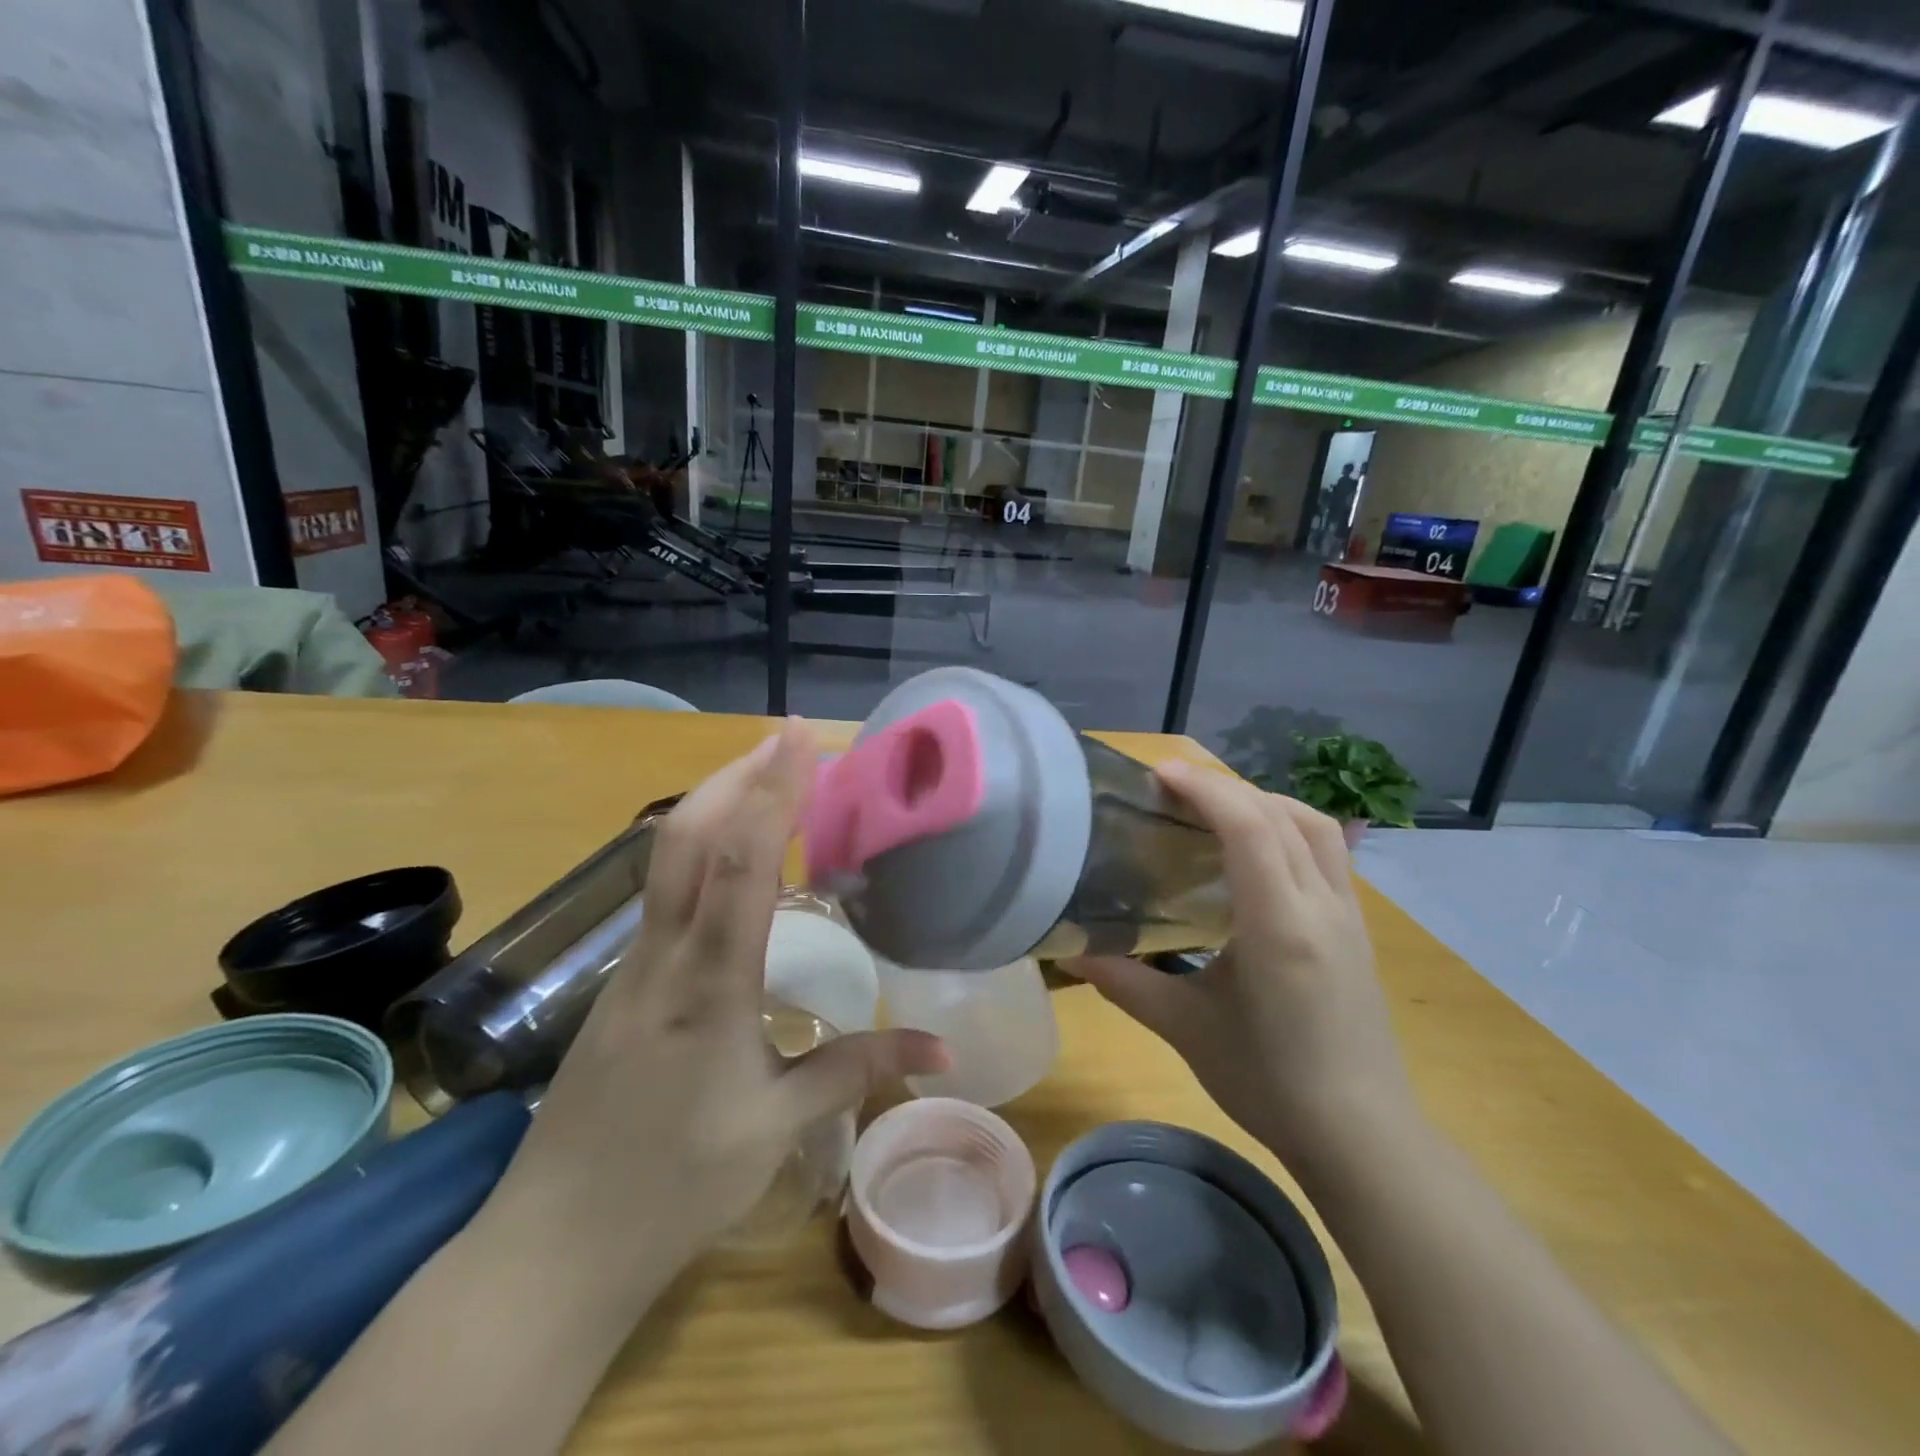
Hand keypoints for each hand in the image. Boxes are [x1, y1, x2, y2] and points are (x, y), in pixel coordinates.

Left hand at [486, 720, 948, 1308]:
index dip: (774, 792)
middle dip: (739, 775)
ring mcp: (631, 965)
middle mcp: (662, 957)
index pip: (741, 864)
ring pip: (665, 857)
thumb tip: (943, 1046)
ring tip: (766, 776)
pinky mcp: (621, 981)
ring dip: (715, 801)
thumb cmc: (675, 1185)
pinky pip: (662, 890)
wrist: (555, 1244)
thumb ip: (858, 1069)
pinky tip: (730, 855)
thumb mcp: (778, 1126)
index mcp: (708, 986)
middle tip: (789, 738)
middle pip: (687, 837)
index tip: (801, 738)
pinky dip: (700, 846)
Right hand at [1069, 761, 1416, 1176]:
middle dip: (1226, 787)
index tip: (1159, 774)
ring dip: (1264, 802)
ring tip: (1216, 808)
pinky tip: (1257, 852)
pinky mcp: (1358, 928)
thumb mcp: (1185, 1030)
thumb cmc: (1270, 1084)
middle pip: (1280, 814)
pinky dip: (1288, 827)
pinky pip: (1327, 852)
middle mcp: (1322, 906)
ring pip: (1314, 826)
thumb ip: (1123, 982)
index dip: (1205, 788)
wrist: (1363, 1137)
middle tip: (1173, 788)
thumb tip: (1066, 949)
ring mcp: (1349, 915)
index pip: (1249, 827)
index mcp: (1279, 926)